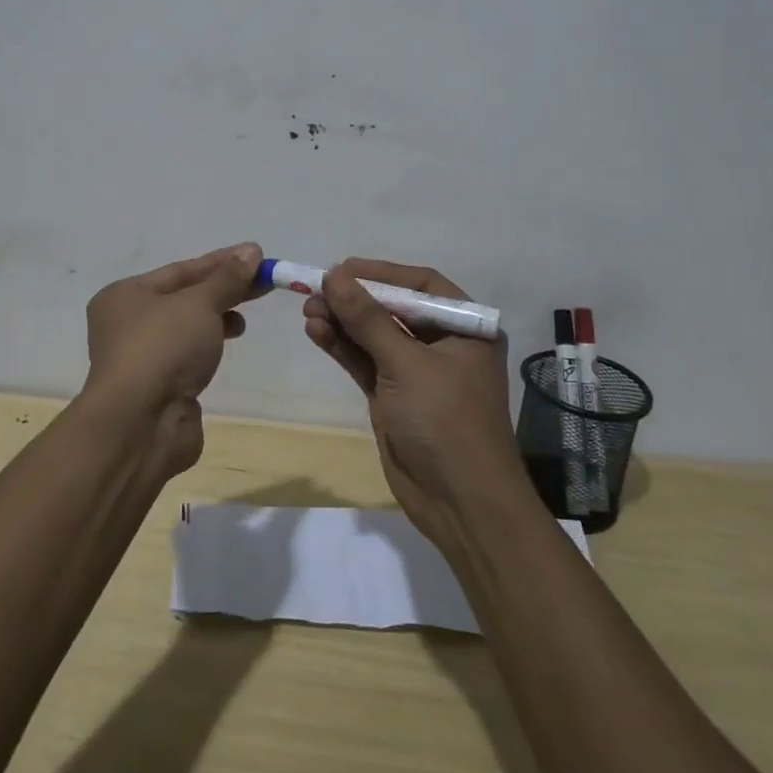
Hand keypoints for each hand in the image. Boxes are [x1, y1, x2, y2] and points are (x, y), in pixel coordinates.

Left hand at [79, 242, 263, 477]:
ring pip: (187, 328)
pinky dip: (209, 345)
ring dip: (217, 318)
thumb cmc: (163, 348)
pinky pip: (188, 355)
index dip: (221, 262)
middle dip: (224, 289)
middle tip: (263, 282)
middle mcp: (127, 323)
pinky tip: (228, 343)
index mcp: (125, 296)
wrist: (140, 425)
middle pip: (185, 297)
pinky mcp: (159, 387)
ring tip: (244, 319)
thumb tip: (251, 251)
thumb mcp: (199, 303)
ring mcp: (142, 358)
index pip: (181, 270)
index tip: (256, 256)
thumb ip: (227, 278)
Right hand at [301, 258, 526, 544]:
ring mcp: (416, 371)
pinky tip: (315, 331)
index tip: (341, 269)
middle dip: (354, 299)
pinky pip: (365, 361)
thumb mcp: (406, 364)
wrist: (460, 503)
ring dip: (342, 322)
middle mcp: (443, 343)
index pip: (420, 285)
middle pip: (392, 308)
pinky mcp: (393, 396)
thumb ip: (367, 318)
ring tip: (307, 308)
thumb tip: (334, 275)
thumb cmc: (445, 421)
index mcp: (465, 328)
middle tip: (315, 290)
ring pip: (373, 335)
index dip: (380, 273)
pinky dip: (342, 346)